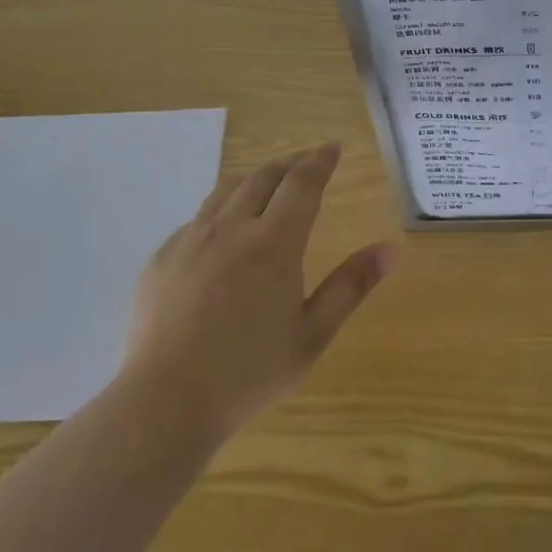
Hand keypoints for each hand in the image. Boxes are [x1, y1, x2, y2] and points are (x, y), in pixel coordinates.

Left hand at [121, 143, 394, 437]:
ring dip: (254, 179)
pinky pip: (197, 219)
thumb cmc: (249, 372)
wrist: (163, 403)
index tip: (332, 148)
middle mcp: (231, 229)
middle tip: (306, 162)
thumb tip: (390, 249)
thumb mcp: (313, 334)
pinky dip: (220, 210)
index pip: (302, 183)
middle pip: (264, 177)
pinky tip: (223, 232)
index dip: (319, 161)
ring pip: (226, 191)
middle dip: (290, 163)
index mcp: (274, 244)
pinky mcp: (161, 259)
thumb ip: (351, 286)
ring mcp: (190, 240)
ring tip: (268, 184)